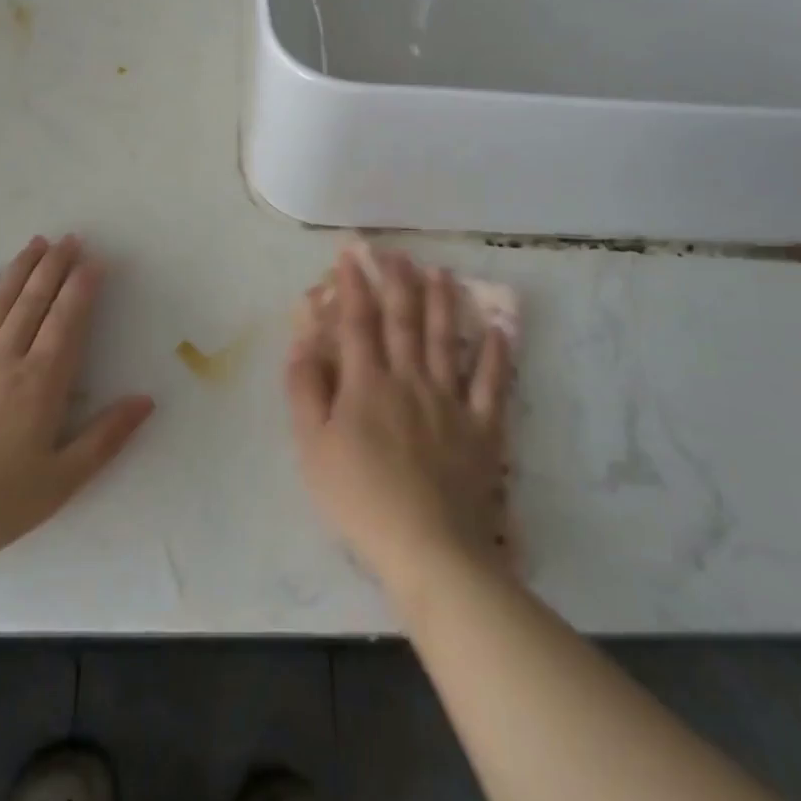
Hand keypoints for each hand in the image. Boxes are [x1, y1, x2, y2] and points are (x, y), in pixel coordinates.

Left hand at [0, 235, 154, 566]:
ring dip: (21, 269)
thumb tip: (145, 401)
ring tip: (36, 243)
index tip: (95, 260)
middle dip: (54, 266)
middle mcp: (6, 360)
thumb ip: (105, 438)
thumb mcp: (61, 481)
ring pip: (0, 303)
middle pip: (34, 301)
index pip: (67, 321)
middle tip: (70, 238)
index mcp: (40, 383)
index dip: (82, 287)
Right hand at [286, 247, 511, 600]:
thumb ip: (305, 390)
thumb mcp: (313, 448)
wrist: (430, 548)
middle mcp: (410, 380)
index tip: (351, 253)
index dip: (354, 284)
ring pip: (447, 341)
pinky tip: (499, 330)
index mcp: (367, 383)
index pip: (358, 321)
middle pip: (405, 321)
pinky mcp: (482, 429)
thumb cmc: (361, 500)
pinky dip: (496, 355)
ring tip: (442, 272)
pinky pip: (492, 384)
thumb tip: (302, 340)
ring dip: (444, 303)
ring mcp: (451, 402)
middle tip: (397, 252)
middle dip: (399, 281)